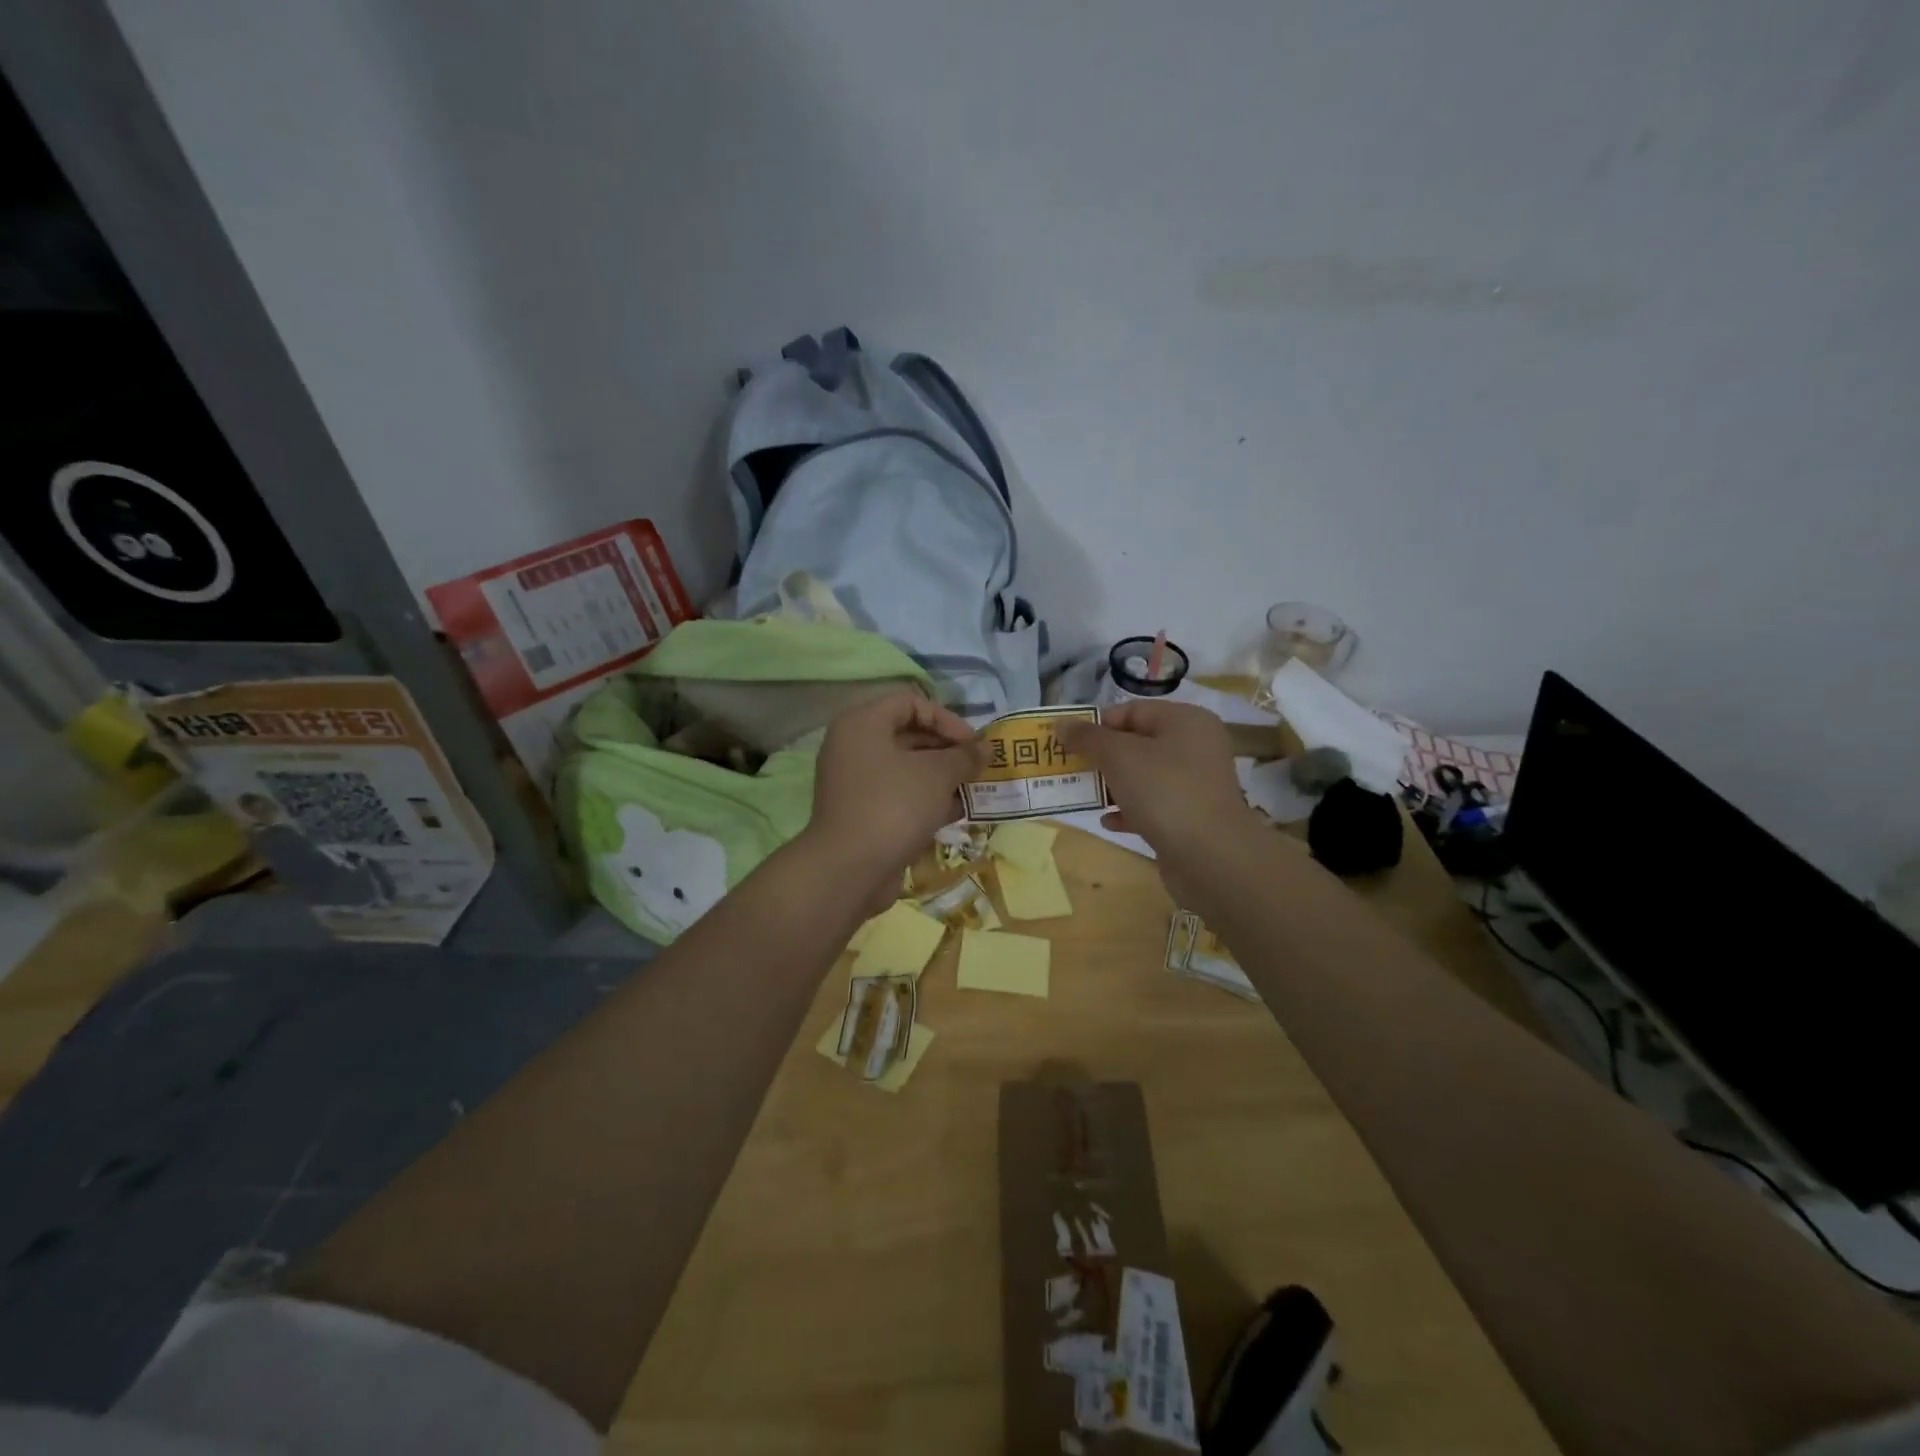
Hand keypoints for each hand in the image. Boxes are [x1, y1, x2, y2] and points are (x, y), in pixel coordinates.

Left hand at [806, 691, 986, 906]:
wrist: (850, 869)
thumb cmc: (893, 806)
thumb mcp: (937, 775)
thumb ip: (964, 756)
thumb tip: (986, 748)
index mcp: (862, 724)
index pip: (910, 702)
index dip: (946, 718)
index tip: (972, 744)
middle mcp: (854, 747)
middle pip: (908, 734)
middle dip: (947, 749)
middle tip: (977, 767)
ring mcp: (856, 782)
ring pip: (906, 768)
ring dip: (941, 776)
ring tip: (972, 789)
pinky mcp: (863, 813)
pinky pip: (899, 795)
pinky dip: (926, 799)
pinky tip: (956, 812)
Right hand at [1058, 701, 1258, 896]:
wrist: (1210, 856)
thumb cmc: (1163, 791)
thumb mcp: (1118, 756)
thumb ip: (1087, 738)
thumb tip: (1061, 723)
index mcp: (1185, 721)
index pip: (1133, 711)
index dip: (1099, 724)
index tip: (1071, 744)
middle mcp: (1196, 747)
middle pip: (1138, 743)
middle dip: (1102, 757)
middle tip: (1072, 769)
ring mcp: (1196, 784)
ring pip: (1144, 776)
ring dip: (1113, 785)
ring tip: (1084, 795)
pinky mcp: (1191, 816)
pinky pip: (1153, 805)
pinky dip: (1129, 810)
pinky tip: (1108, 821)